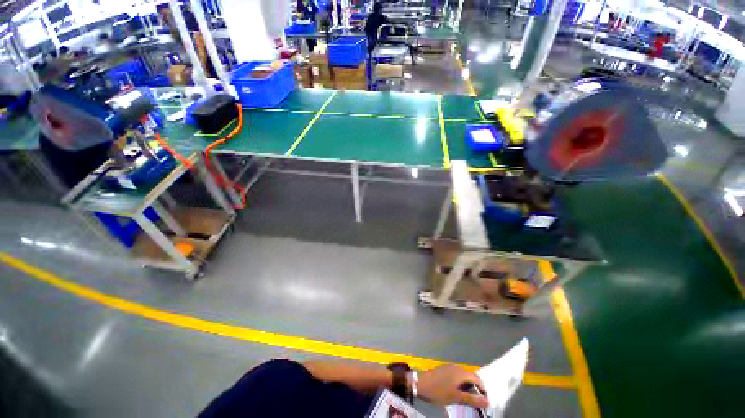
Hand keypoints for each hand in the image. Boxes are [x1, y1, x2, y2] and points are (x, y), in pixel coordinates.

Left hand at [415, 365, 488, 408]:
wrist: (421, 383)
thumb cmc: (439, 391)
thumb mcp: (456, 398)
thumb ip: (472, 400)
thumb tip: (488, 402)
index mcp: (461, 373)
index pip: (477, 378)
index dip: (483, 389)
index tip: (485, 400)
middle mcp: (456, 367)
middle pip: (470, 376)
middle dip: (475, 388)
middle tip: (477, 401)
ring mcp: (449, 367)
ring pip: (463, 376)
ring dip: (468, 386)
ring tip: (468, 398)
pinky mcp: (444, 369)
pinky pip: (457, 376)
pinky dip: (460, 384)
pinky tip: (457, 392)